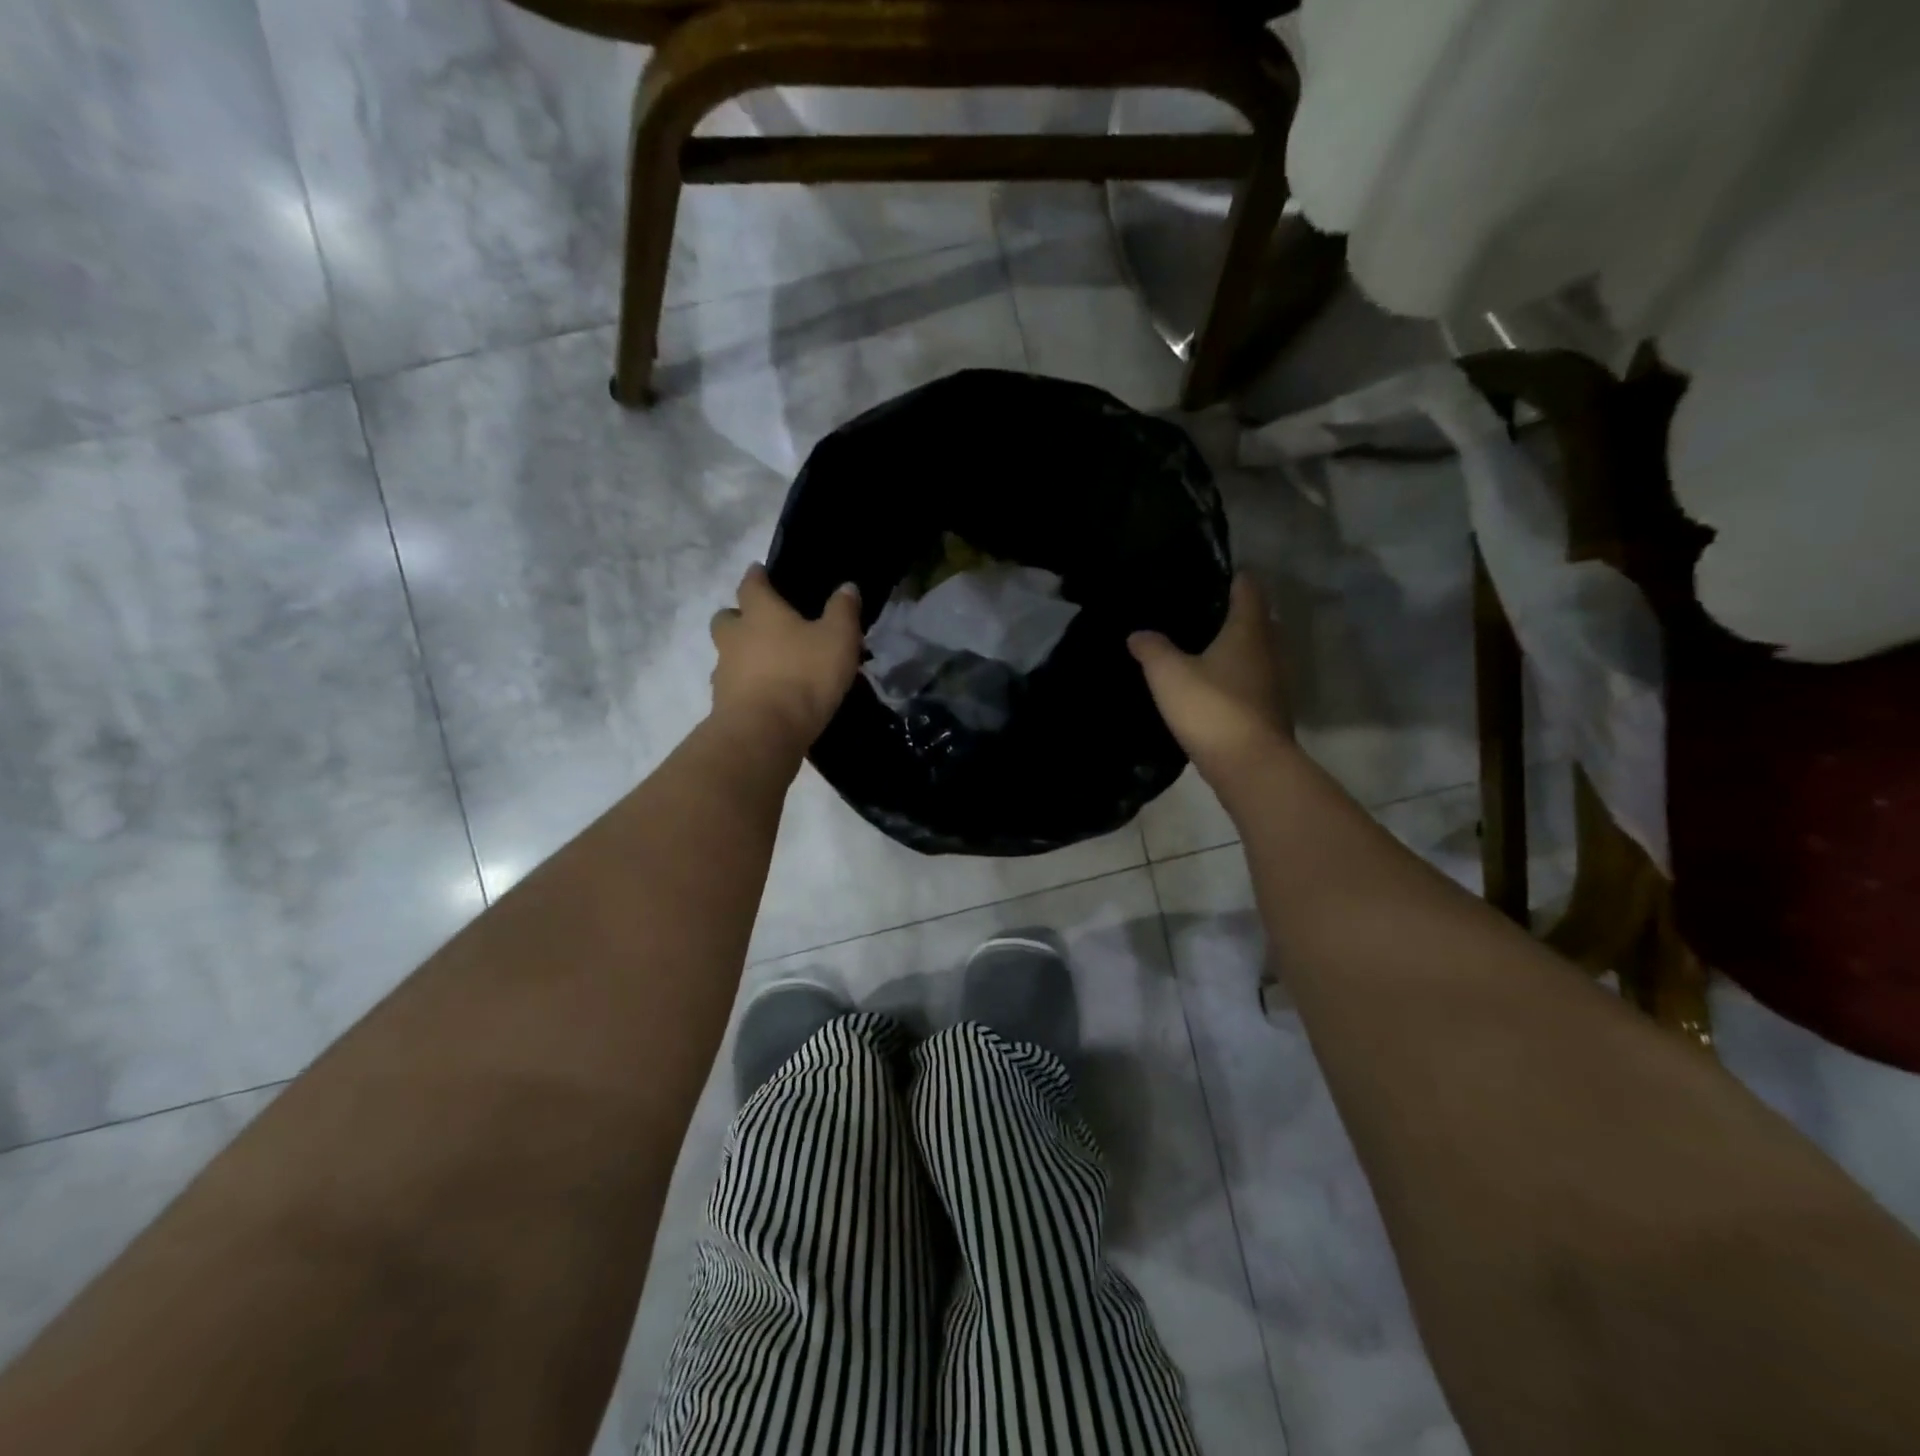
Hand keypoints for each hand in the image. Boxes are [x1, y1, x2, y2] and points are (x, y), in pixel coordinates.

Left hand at [710, 564, 861, 754]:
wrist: (764, 732)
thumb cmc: (803, 675)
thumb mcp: (838, 639)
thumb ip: (843, 611)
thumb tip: (847, 587)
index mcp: (760, 613)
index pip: (752, 584)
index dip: (757, 576)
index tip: (759, 571)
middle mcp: (735, 637)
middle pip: (726, 618)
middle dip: (739, 616)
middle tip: (759, 623)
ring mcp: (725, 672)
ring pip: (728, 654)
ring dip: (742, 655)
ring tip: (769, 666)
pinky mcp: (724, 704)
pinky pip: (733, 687)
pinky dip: (746, 687)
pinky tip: (766, 696)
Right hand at [1129, 572, 1291, 779]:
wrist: (1250, 766)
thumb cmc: (1212, 708)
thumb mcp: (1169, 674)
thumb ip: (1152, 649)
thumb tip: (1138, 633)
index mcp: (1249, 631)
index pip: (1249, 589)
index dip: (1234, 577)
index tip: (1213, 574)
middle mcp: (1270, 650)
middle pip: (1258, 620)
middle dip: (1234, 614)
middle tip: (1201, 613)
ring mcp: (1275, 683)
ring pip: (1257, 653)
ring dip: (1236, 649)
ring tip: (1201, 649)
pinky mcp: (1269, 711)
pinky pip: (1253, 682)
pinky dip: (1236, 678)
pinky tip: (1211, 687)